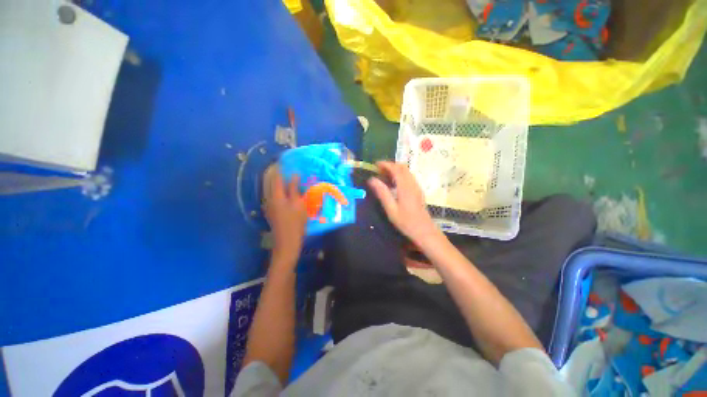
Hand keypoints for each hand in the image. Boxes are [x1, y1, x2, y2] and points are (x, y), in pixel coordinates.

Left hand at [264, 169, 306, 263]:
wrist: (287, 242)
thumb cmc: (295, 222)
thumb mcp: (298, 204)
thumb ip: (294, 188)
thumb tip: (294, 175)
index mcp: (276, 196)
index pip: (277, 177)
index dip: (280, 168)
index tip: (284, 161)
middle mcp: (270, 199)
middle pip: (273, 183)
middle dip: (279, 175)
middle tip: (288, 168)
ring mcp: (270, 207)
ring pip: (274, 190)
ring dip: (280, 183)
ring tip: (289, 179)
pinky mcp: (273, 212)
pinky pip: (276, 197)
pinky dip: (281, 192)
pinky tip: (288, 193)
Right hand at [368, 161, 438, 243]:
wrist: (424, 231)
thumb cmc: (406, 222)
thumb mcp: (391, 209)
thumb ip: (382, 193)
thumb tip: (372, 179)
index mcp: (405, 187)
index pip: (396, 169)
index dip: (385, 164)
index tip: (375, 164)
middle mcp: (412, 184)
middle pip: (402, 167)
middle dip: (390, 165)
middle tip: (378, 170)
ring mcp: (417, 187)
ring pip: (406, 172)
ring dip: (395, 170)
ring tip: (383, 176)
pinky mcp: (418, 191)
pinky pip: (408, 177)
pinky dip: (400, 175)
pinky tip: (393, 184)